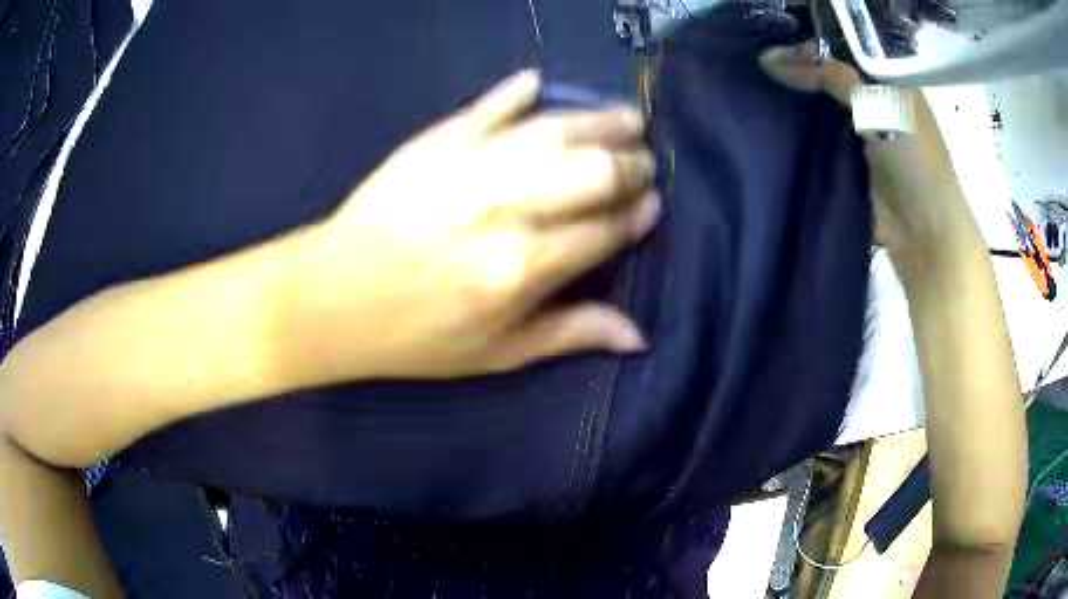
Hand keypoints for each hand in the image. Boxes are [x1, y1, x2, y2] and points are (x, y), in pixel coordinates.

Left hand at [285, 70, 658, 382]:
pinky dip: (515, 92)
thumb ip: (571, 334)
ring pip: (554, 130)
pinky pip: (488, 105)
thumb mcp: (496, 354)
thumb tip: (639, 336)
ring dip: (599, 121)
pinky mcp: (437, 141)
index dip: (637, 216)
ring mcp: (471, 164)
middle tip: (644, 162)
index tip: (652, 207)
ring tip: (627, 118)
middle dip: (631, 164)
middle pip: (593, 171)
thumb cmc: (416, 336)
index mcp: (524, 266)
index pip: (605, 230)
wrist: (334, 298)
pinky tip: (536, 82)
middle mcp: (507, 206)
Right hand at [758, 43, 978, 267]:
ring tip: (759, 87)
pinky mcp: (846, 161)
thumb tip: (772, 60)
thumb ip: (833, 78)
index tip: (781, 53)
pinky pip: (817, 136)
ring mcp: (860, 132)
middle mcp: (873, 102)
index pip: (842, 51)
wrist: (923, 230)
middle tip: (763, 67)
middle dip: (799, 71)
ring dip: (796, 99)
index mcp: (888, 82)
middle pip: (829, 76)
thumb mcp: (878, 106)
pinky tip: (772, 117)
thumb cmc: (913, 159)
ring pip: (821, 105)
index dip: (813, 48)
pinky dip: (798, 128)